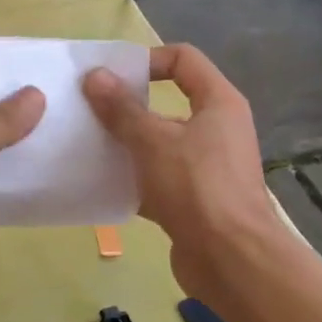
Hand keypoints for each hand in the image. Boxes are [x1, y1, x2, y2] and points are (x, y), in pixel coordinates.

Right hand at [82, 45, 281, 306]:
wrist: (233, 262)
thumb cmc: (197, 187)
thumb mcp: (152, 141)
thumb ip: (121, 108)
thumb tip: (95, 75)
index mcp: (218, 103)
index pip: (183, 59)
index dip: (148, 59)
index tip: (112, 76)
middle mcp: (217, 129)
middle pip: (168, 102)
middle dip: (128, 105)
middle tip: (90, 109)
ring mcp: (207, 166)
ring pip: (160, 143)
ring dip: (127, 143)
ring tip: (88, 144)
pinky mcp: (195, 200)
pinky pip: (158, 178)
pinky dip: (133, 178)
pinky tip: (101, 183)